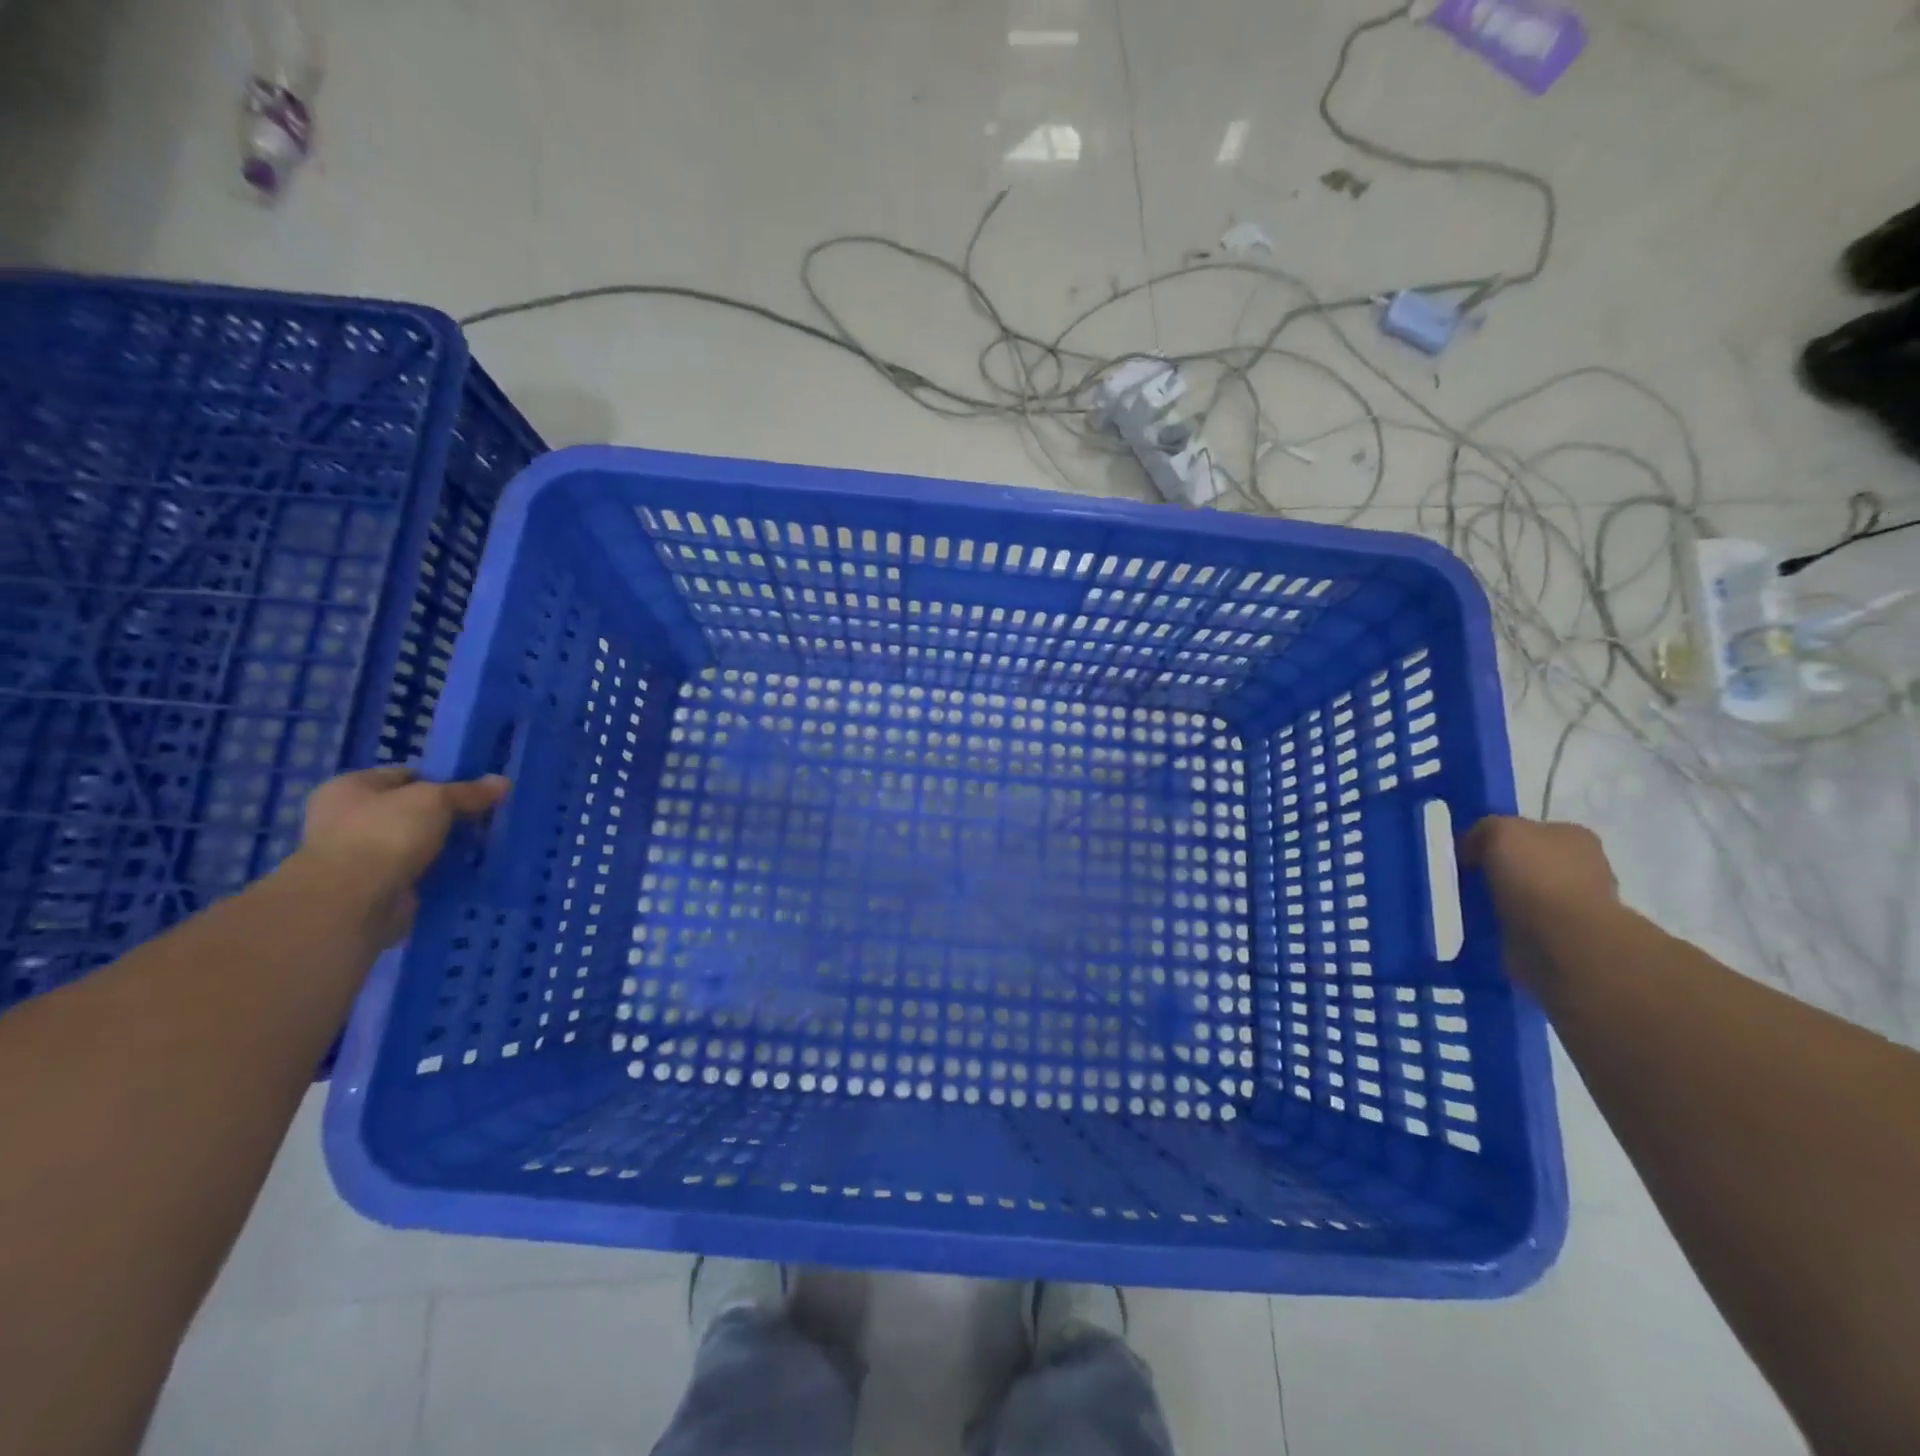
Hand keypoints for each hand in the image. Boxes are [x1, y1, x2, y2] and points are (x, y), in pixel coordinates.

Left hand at [295, 767, 508, 943]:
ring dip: (446, 845)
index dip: (443, 780)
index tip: (477, 791)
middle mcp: (348, 819)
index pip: (406, 775)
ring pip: (417, 842)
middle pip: (413, 810)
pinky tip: (469, 868)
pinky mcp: (376, 886)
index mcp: (350, 788)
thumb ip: (468, 791)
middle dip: (449, 815)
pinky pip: (418, 870)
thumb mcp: (435, 800)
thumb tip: (503, 782)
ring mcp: (360, 855)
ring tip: (486, 843)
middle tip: (487, 818)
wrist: (354, 902)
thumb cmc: (386, 834)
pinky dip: (440, 870)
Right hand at [1461, 816, 1615, 991]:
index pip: (1529, 830)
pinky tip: (1479, 924)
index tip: (1467, 851)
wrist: (1563, 940)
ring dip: (1497, 899)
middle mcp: (1580, 867)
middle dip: (1496, 869)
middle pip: (1526, 862)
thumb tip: (1471, 848)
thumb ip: (1484, 830)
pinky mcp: (1559, 937)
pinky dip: (1500, 924)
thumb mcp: (1500, 830)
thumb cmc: (1537, 876)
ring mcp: (1573, 905)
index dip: (1495, 837)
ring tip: (1463, 903)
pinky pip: (1519, 923)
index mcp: (1573, 837)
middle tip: (1463, 877)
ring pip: (1521, 894)